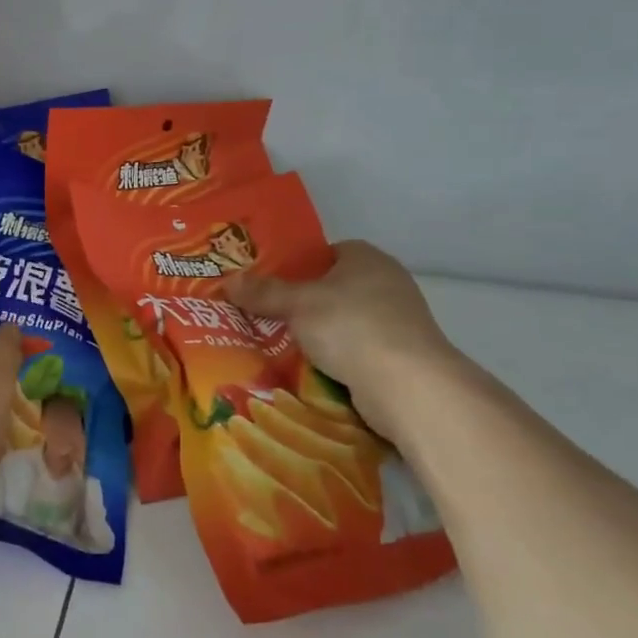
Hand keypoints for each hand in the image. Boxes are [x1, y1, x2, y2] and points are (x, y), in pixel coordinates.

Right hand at [226, 240, 457, 440]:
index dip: (297, 265)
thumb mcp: (297, 304)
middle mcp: (387, 282)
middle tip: (265, 315)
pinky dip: (336, 357)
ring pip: (343, 321)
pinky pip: (356, 349)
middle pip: (333, 288)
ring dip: (318, 333)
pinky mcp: (400, 355)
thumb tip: (228, 280)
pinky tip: (309, 369)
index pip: (326, 252)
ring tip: (278, 344)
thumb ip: (264, 292)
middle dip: (302, 303)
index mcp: (366, 257)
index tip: (268, 283)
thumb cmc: (351, 327)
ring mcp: (397, 320)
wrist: (408, 385)